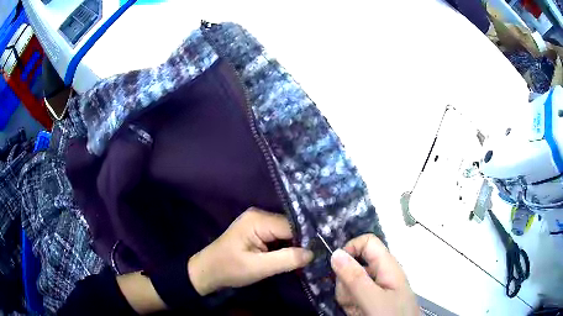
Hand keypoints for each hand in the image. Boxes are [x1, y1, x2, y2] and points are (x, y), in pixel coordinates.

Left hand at [188, 208, 313, 295]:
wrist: (207, 271)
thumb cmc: (229, 269)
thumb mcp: (258, 268)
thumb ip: (286, 260)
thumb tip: (313, 253)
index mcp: (258, 220)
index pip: (292, 226)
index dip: (307, 239)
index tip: (321, 252)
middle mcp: (260, 215)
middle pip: (291, 227)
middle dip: (302, 242)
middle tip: (318, 257)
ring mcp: (258, 222)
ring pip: (286, 233)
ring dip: (295, 245)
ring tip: (310, 257)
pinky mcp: (258, 231)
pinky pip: (279, 237)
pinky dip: (287, 247)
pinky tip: (295, 256)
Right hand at [330, 234, 418, 315]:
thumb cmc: (392, 315)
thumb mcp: (374, 299)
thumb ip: (355, 278)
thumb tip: (336, 253)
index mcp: (387, 265)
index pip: (367, 242)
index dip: (351, 249)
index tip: (337, 267)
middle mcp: (380, 273)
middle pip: (353, 264)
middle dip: (345, 282)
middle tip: (352, 298)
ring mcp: (373, 287)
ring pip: (348, 281)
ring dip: (347, 296)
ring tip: (357, 309)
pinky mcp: (368, 298)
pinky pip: (350, 295)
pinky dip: (349, 304)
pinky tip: (356, 312)